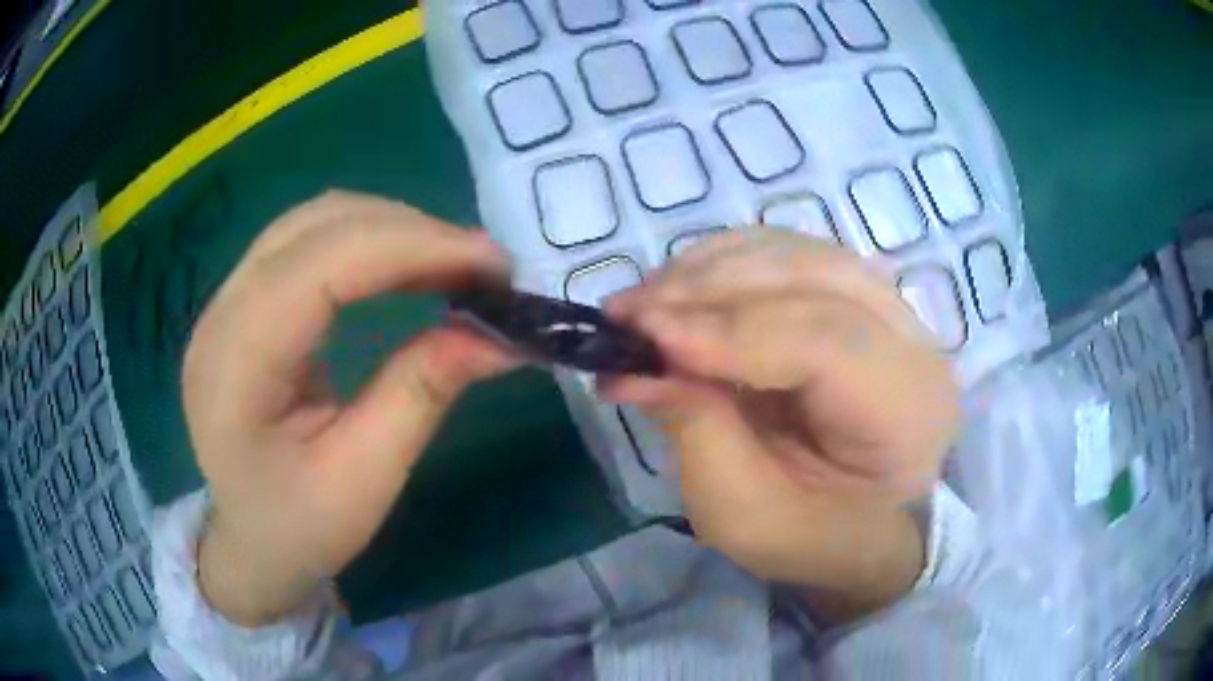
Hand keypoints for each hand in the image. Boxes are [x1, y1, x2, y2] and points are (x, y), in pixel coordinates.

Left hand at [183, 191, 515, 625]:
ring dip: (393, 228)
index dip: (412, 247)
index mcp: (235, 366)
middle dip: (412, 232)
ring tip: (454, 265)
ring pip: (316, 220)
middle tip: (485, 269)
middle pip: (319, 225)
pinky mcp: (246, 300)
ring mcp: (227, 300)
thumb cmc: (299, 530)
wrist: (249, 543)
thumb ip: (421, 395)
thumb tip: (500, 335)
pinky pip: (310, 240)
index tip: (494, 266)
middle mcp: (221, 313)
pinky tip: (407, 266)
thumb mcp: (365, 482)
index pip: (321, 264)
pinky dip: (369, 240)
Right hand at [604, 230, 959, 617]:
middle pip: (815, 279)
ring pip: (799, 255)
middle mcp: (915, 345)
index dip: (732, 331)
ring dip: (712, 269)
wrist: (852, 523)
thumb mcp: (742, 510)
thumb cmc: (806, 534)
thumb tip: (633, 362)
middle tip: (628, 312)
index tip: (646, 335)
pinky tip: (681, 287)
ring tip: (645, 300)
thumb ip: (695, 429)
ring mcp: (890, 310)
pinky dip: (727, 263)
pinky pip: (789, 256)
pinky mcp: (857, 296)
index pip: (829, 344)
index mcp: (908, 415)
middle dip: (711, 288)